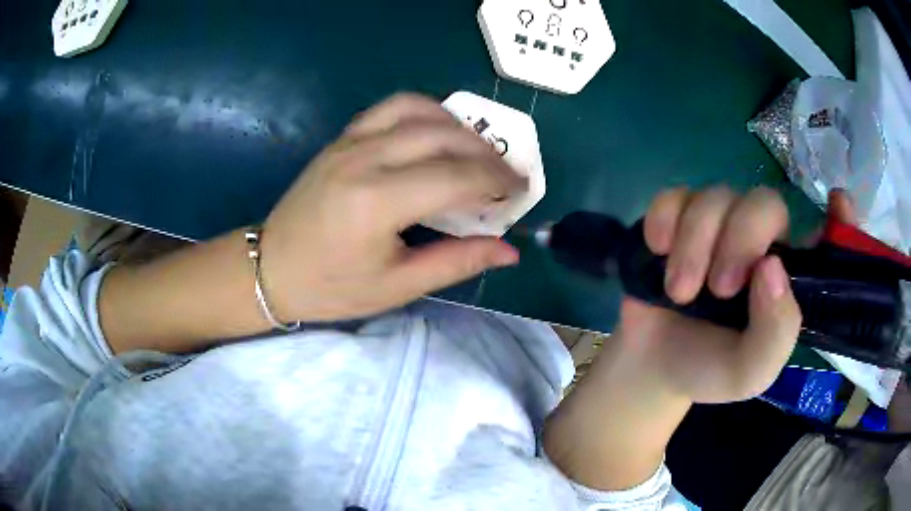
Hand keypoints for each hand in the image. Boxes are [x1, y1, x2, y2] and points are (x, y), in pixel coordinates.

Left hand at [261, 94, 525, 322]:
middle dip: (487, 154)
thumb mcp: (396, 286)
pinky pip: (393, 107)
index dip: (497, 182)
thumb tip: (509, 250)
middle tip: (509, 174)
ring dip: (460, 126)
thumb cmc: (330, 286)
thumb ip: (456, 262)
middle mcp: (365, 159)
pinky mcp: (343, 137)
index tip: (521, 191)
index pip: (455, 177)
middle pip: (444, 137)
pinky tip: (439, 133)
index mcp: (376, 202)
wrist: (271, 267)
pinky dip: (426, 112)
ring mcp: (350, 141)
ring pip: (420, 110)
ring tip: (479, 152)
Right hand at [620, 187, 855, 403]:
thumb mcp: (750, 372)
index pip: (825, 236)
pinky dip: (664, 220)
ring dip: (694, 244)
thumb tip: (772, 267)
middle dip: (740, 240)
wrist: (654, 366)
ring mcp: (719, 224)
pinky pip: (674, 195)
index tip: (838, 204)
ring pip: (715, 196)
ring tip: (680, 293)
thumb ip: (775, 334)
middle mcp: (761, 241)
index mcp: (789, 275)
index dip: (839, 218)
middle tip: (720, 289)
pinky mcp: (678, 218)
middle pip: (764, 202)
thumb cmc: (711, 369)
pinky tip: (658, 250)